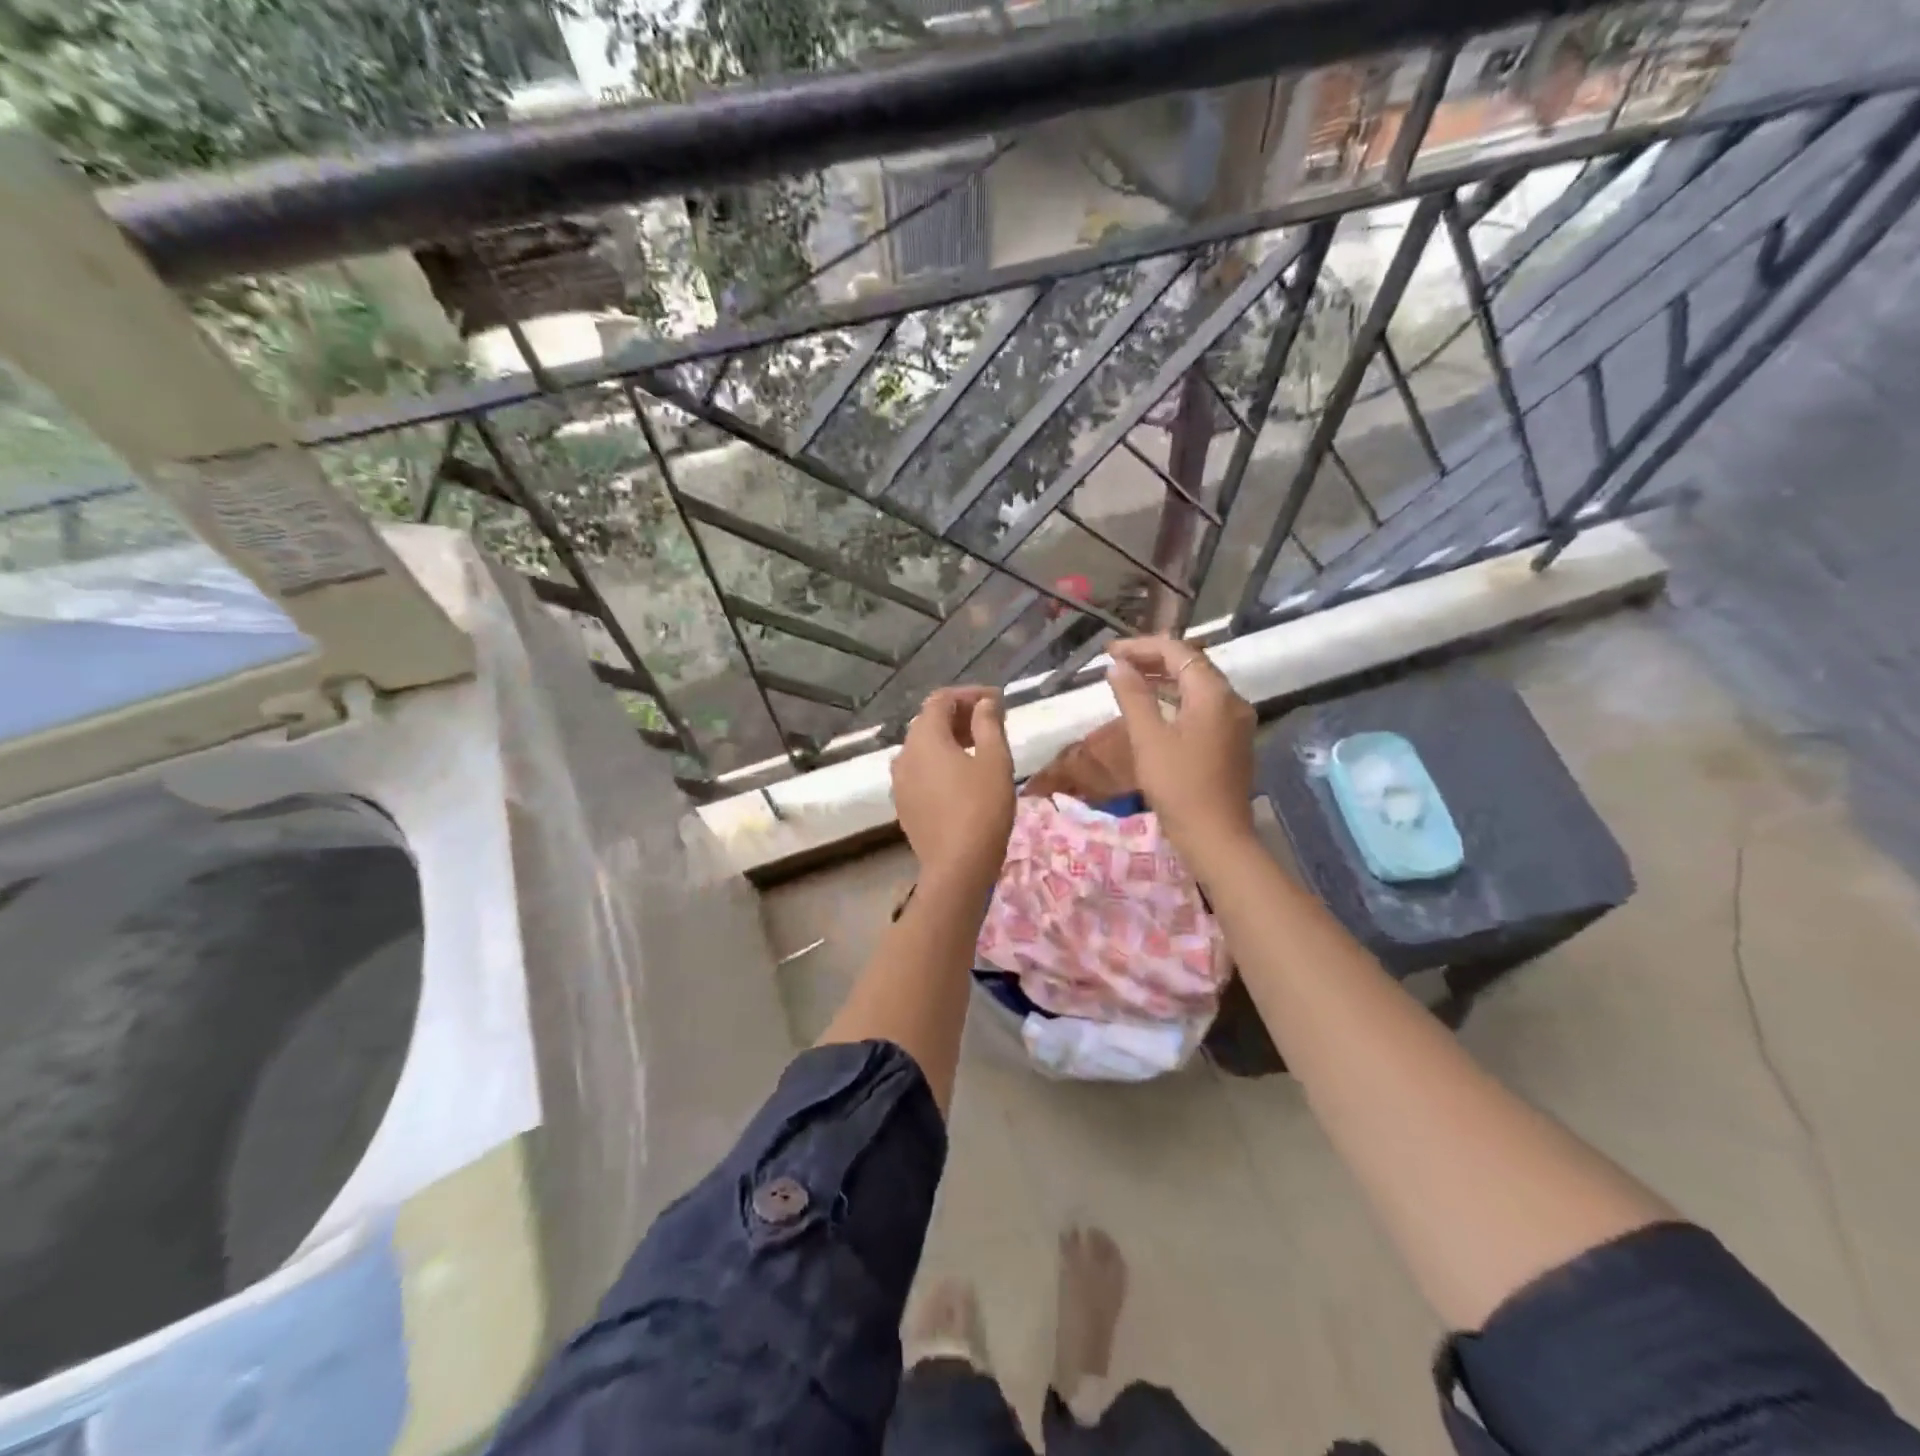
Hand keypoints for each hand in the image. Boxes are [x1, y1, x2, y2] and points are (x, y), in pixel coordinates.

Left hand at [891, 686, 1015, 889]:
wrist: (957, 867)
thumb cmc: (982, 808)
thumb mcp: (995, 761)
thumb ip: (989, 724)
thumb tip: (984, 703)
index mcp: (924, 737)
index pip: (941, 700)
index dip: (970, 694)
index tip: (998, 701)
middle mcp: (904, 754)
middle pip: (929, 722)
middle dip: (961, 716)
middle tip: (993, 722)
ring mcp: (900, 781)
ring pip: (924, 748)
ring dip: (950, 740)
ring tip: (981, 748)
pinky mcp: (904, 804)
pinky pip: (921, 771)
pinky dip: (941, 763)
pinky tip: (963, 777)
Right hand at [1105, 636, 1256, 869]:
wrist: (1216, 836)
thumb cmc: (1178, 785)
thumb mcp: (1148, 738)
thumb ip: (1133, 696)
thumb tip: (1117, 667)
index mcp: (1213, 693)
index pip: (1177, 651)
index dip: (1141, 647)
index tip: (1110, 652)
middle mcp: (1231, 700)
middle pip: (1191, 665)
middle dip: (1153, 659)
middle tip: (1117, 664)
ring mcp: (1235, 721)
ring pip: (1198, 686)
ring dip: (1164, 679)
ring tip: (1130, 681)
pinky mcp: (1232, 741)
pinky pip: (1203, 707)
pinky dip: (1177, 699)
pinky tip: (1155, 708)